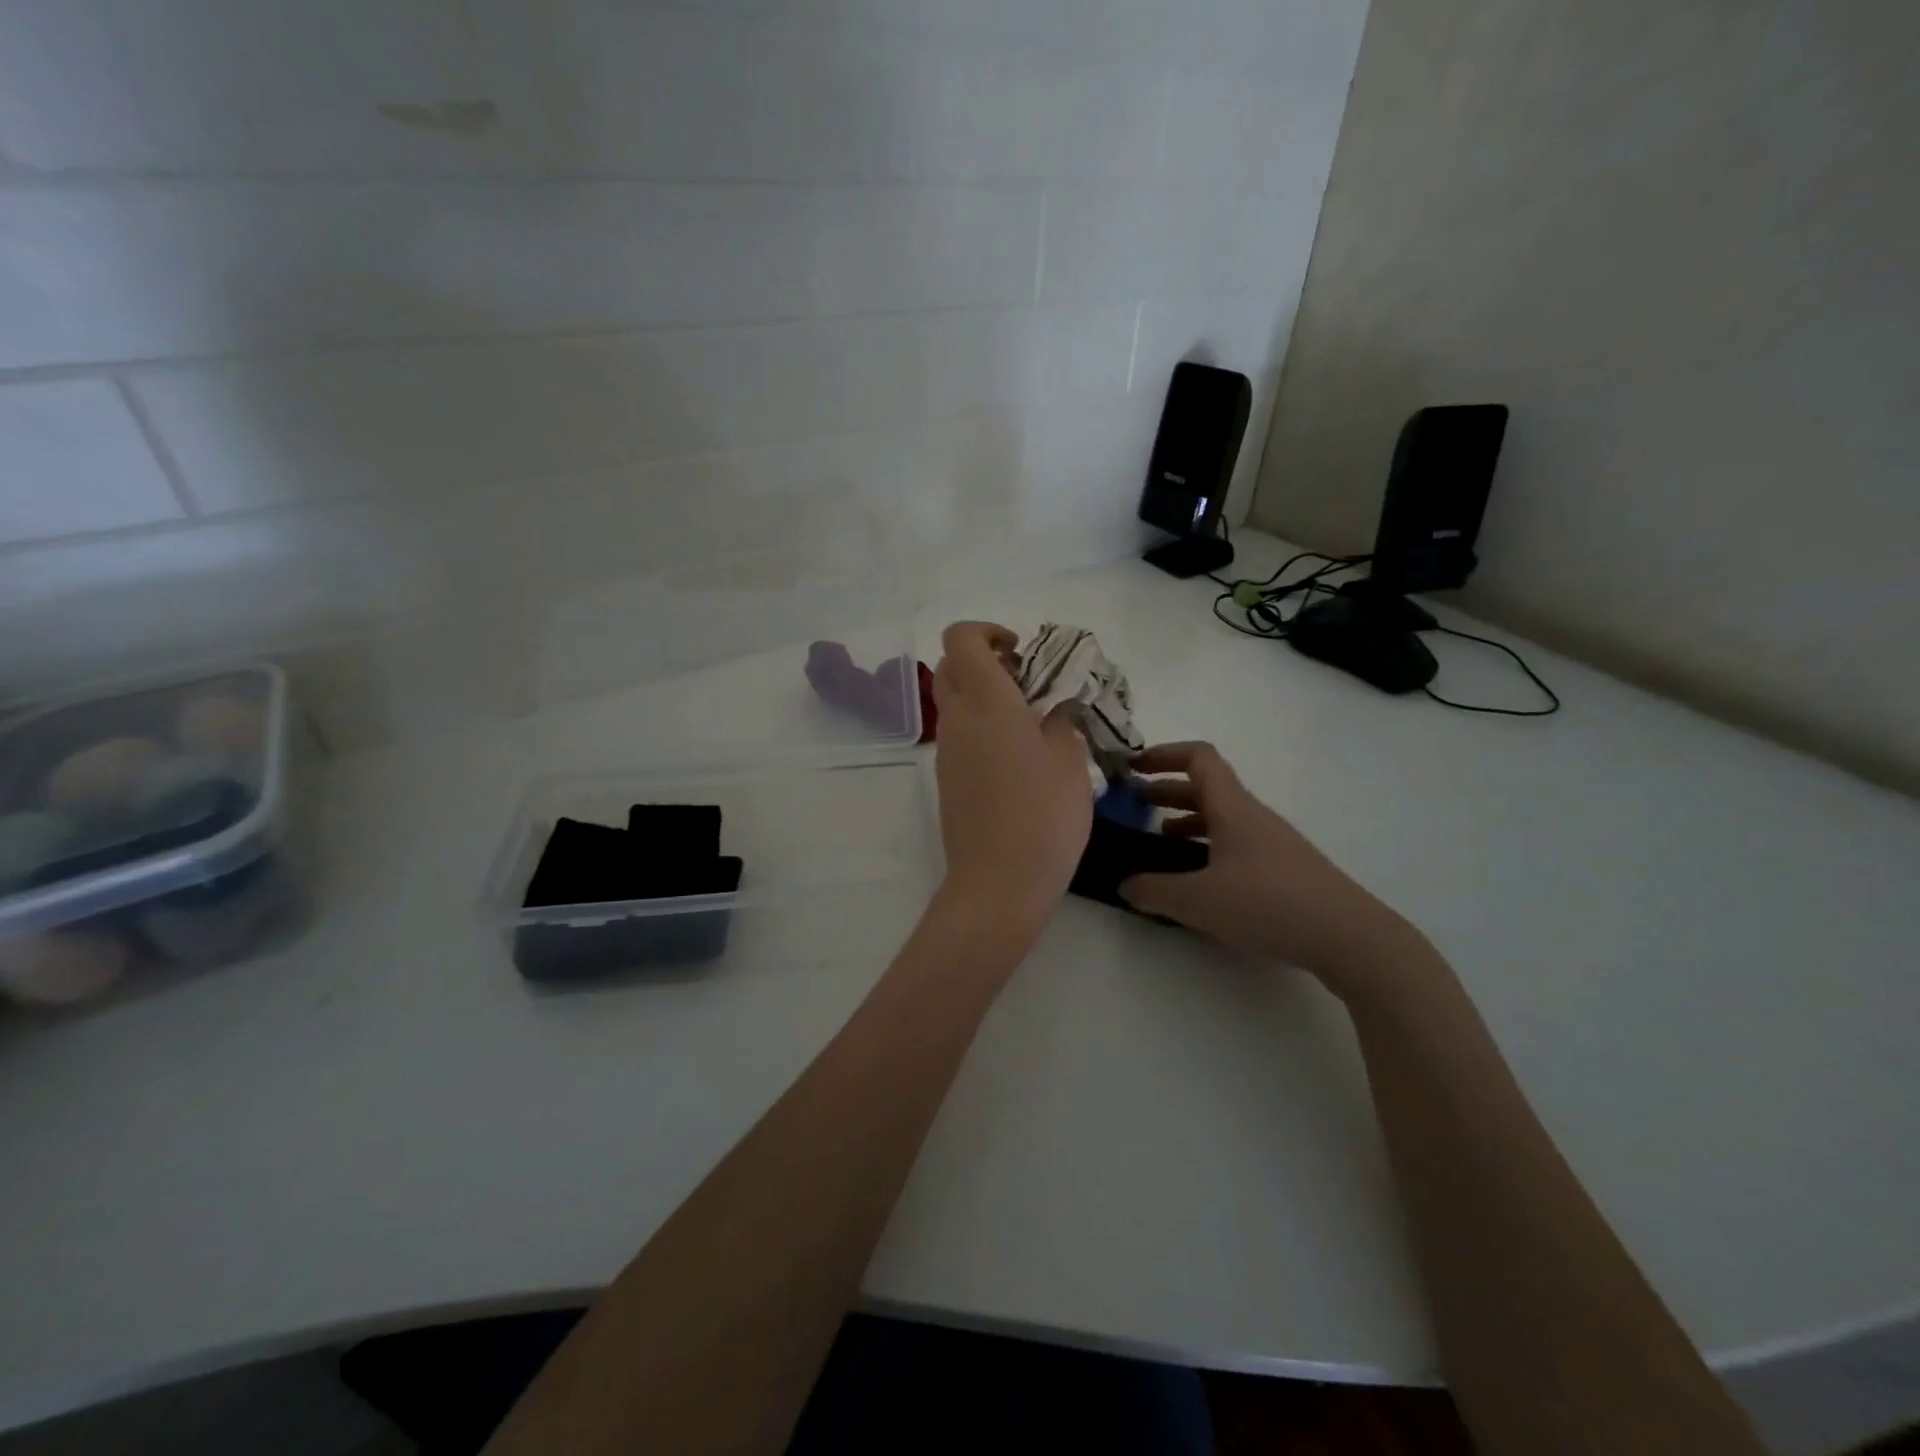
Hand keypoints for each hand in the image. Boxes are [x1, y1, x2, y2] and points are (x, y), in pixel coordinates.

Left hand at [931, 622, 1092, 939]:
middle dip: (984, 661)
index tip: (1020, 651)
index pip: (961, 639)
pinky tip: (1018, 759)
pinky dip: (980, 728)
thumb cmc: (1043, 816)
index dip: (987, 631)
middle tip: (1026, 682)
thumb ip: (1061, 722)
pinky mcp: (947, 781)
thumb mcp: (1070, 761)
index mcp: (987, 702)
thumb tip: (1053, 710)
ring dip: (983, 697)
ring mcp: (946, 752)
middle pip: (951, 667)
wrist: (998, 883)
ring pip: (953, 703)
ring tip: (1030, 722)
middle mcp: (957, 719)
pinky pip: (959, 736)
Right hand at [1120, 742, 1420, 992]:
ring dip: (1185, 817)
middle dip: (1165, 788)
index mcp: (1232, 808)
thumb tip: (1125, 885)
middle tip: (1133, 802)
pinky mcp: (1284, 868)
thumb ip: (1154, 891)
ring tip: (1157, 838)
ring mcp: (1271, 841)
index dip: (1163, 754)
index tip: (1132, 767)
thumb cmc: (1269, 905)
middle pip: (1206, 786)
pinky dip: (1207, 844)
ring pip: (1221, 815)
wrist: (1350, 937)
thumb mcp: (1199, 901)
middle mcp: (1252, 816)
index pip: (1198, 758)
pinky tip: (1197, 876)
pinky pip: (1235, 841)